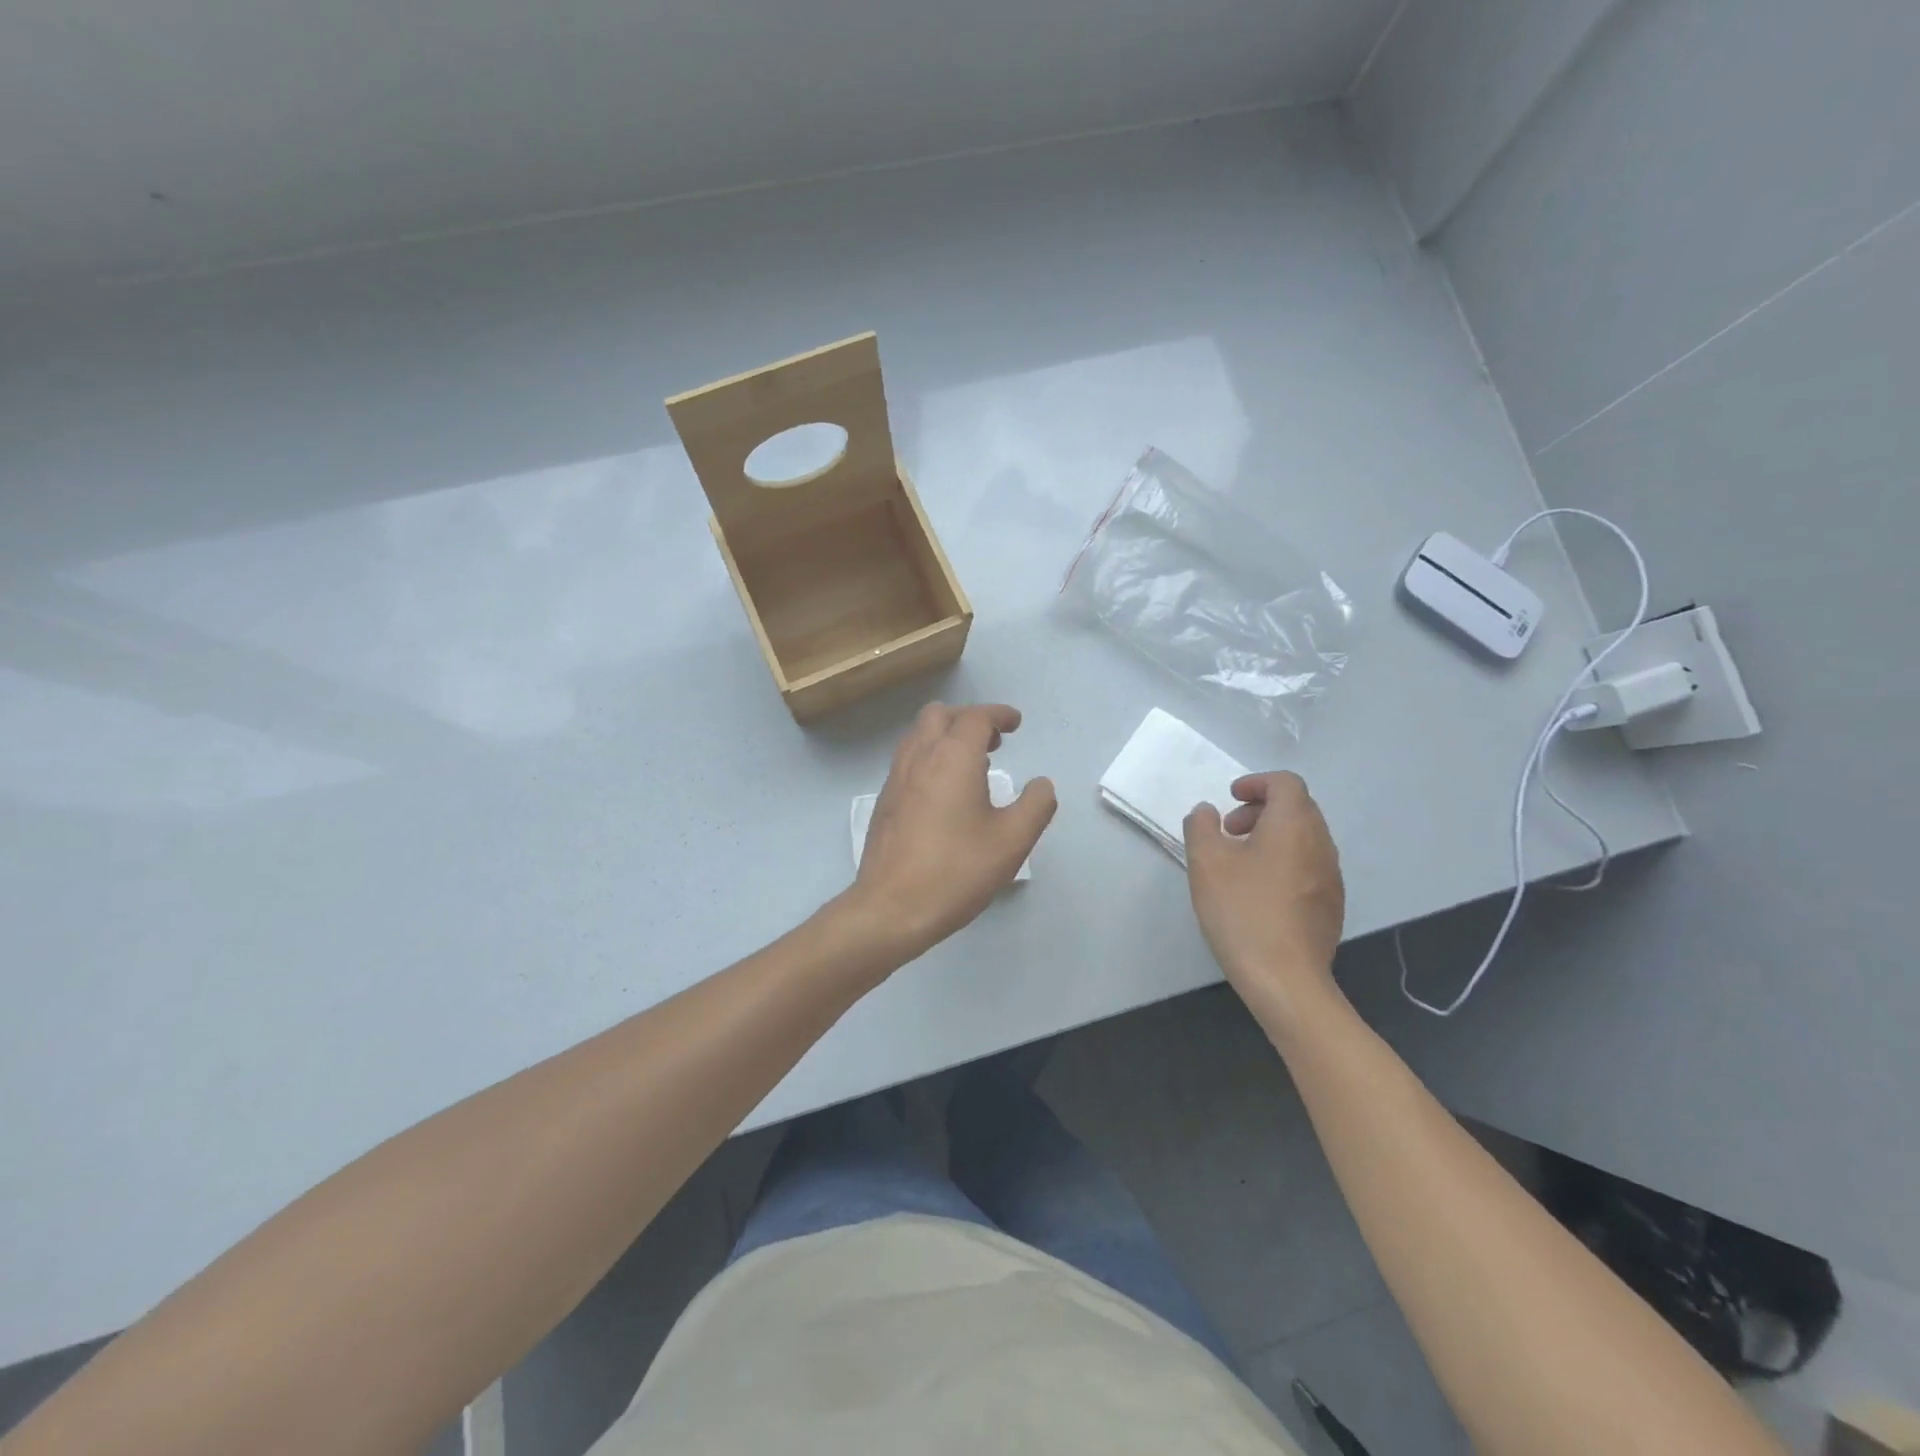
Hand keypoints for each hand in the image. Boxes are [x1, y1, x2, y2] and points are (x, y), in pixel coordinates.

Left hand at [848, 703, 1056, 959]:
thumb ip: (1035, 806)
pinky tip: (945, 792)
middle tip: (994, 742)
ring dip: (946, 736)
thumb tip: (1041, 784)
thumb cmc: (956, 870)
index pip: (976, 718)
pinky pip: (908, 760)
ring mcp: (896, 778)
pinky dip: (929, 757)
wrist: (891, 908)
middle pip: (940, 715)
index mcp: (953, 757)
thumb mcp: (1012, 841)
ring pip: (918, 735)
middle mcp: (920, 757)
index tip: (1016, 723)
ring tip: (972, 764)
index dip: (999, 714)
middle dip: (968, 719)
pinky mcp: (885, 802)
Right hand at [1183, 772, 1345, 1023]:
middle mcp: (1321, 844)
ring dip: (1272, 835)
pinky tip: (1259, 890)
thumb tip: (1208, 812)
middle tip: (1229, 830)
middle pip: (1298, 808)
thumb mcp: (1206, 863)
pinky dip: (1284, 860)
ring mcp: (1331, 876)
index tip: (1230, 797)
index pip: (1286, 783)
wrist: (1286, 978)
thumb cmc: (1242, 911)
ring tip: (1240, 861)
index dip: (1257, 782)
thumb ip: (1202, 826)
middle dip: (1262, 809)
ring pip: (1304, 837)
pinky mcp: (1331, 905)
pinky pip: (1309, 865)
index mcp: (1294, 825)